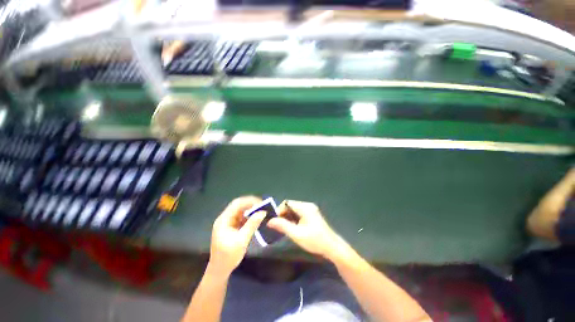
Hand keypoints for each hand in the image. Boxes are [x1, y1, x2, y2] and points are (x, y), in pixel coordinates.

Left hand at [208, 196, 265, 275]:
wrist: (220, 270)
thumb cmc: (228, 256)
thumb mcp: (241, 240)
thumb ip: (252, 225)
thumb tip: (263, 212)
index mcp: (224, 220)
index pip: (237, 204)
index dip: (249, 201)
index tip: (261, 202)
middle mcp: (225, 218)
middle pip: (238, 206)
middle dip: (251, 205)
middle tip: (263, 206)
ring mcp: (228, 223)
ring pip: (241, 211)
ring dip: (251, 210)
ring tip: (261, 211)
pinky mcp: (232, 227)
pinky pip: (242, 218)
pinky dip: (249, 217)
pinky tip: (256, 218)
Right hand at [268, 200, 347, 259]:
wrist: (332, 247)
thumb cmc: (315, 241)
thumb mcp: (297, 234)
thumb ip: (283, 226)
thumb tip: (269, 221)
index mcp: (305, 207)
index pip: (287, 203)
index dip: (279, 211)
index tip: (274, 221)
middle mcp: (308, 206)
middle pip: (290, 206)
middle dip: (283, 215)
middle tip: (278, 226)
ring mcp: (310, 210)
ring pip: (294, 210)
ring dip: (288, 217)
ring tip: (284, 228)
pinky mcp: (312, 215)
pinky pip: (299, 213)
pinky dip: (293, 219)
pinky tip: (292, 228)